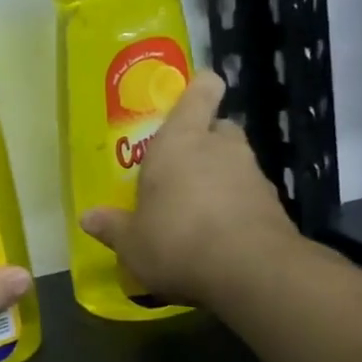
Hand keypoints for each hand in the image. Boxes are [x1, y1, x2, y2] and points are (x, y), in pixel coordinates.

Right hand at [79, 70, 299, 306]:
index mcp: (180, 141)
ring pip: (236, 163)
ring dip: (221, 177)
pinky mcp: (275, 206)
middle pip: (219, 127)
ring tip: (197, 209)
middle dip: (205, 141)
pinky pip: (250, 196)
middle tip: (181, 167)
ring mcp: (253, 175)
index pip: (200, 93)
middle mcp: (220, 148)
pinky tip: (220, 236)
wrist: (251, 272)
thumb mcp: (132, 241)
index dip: (199, 88)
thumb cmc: (176, 240)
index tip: (192, 95)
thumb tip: (87, 217)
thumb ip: (112, 226)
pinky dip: (238, 207)